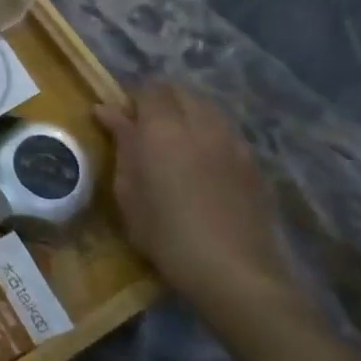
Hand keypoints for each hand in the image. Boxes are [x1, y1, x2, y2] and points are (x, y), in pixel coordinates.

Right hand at [94, 82, 295, 321]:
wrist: (233, 271)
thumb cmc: (164, 232)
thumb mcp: (128, 190)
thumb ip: (121, 143)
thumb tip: (107, 110)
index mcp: (163, 128)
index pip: (149, 89)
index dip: (133, 98)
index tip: (120, 119)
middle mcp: (201, 125)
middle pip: (181, 92)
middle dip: (161, 101)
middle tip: (144, 128)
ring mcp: (232, 143)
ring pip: (208, 109)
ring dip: (188, 115)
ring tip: (174, 143)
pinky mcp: (253, 164)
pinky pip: (226, 133)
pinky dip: (209, 135)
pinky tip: (202, 164)